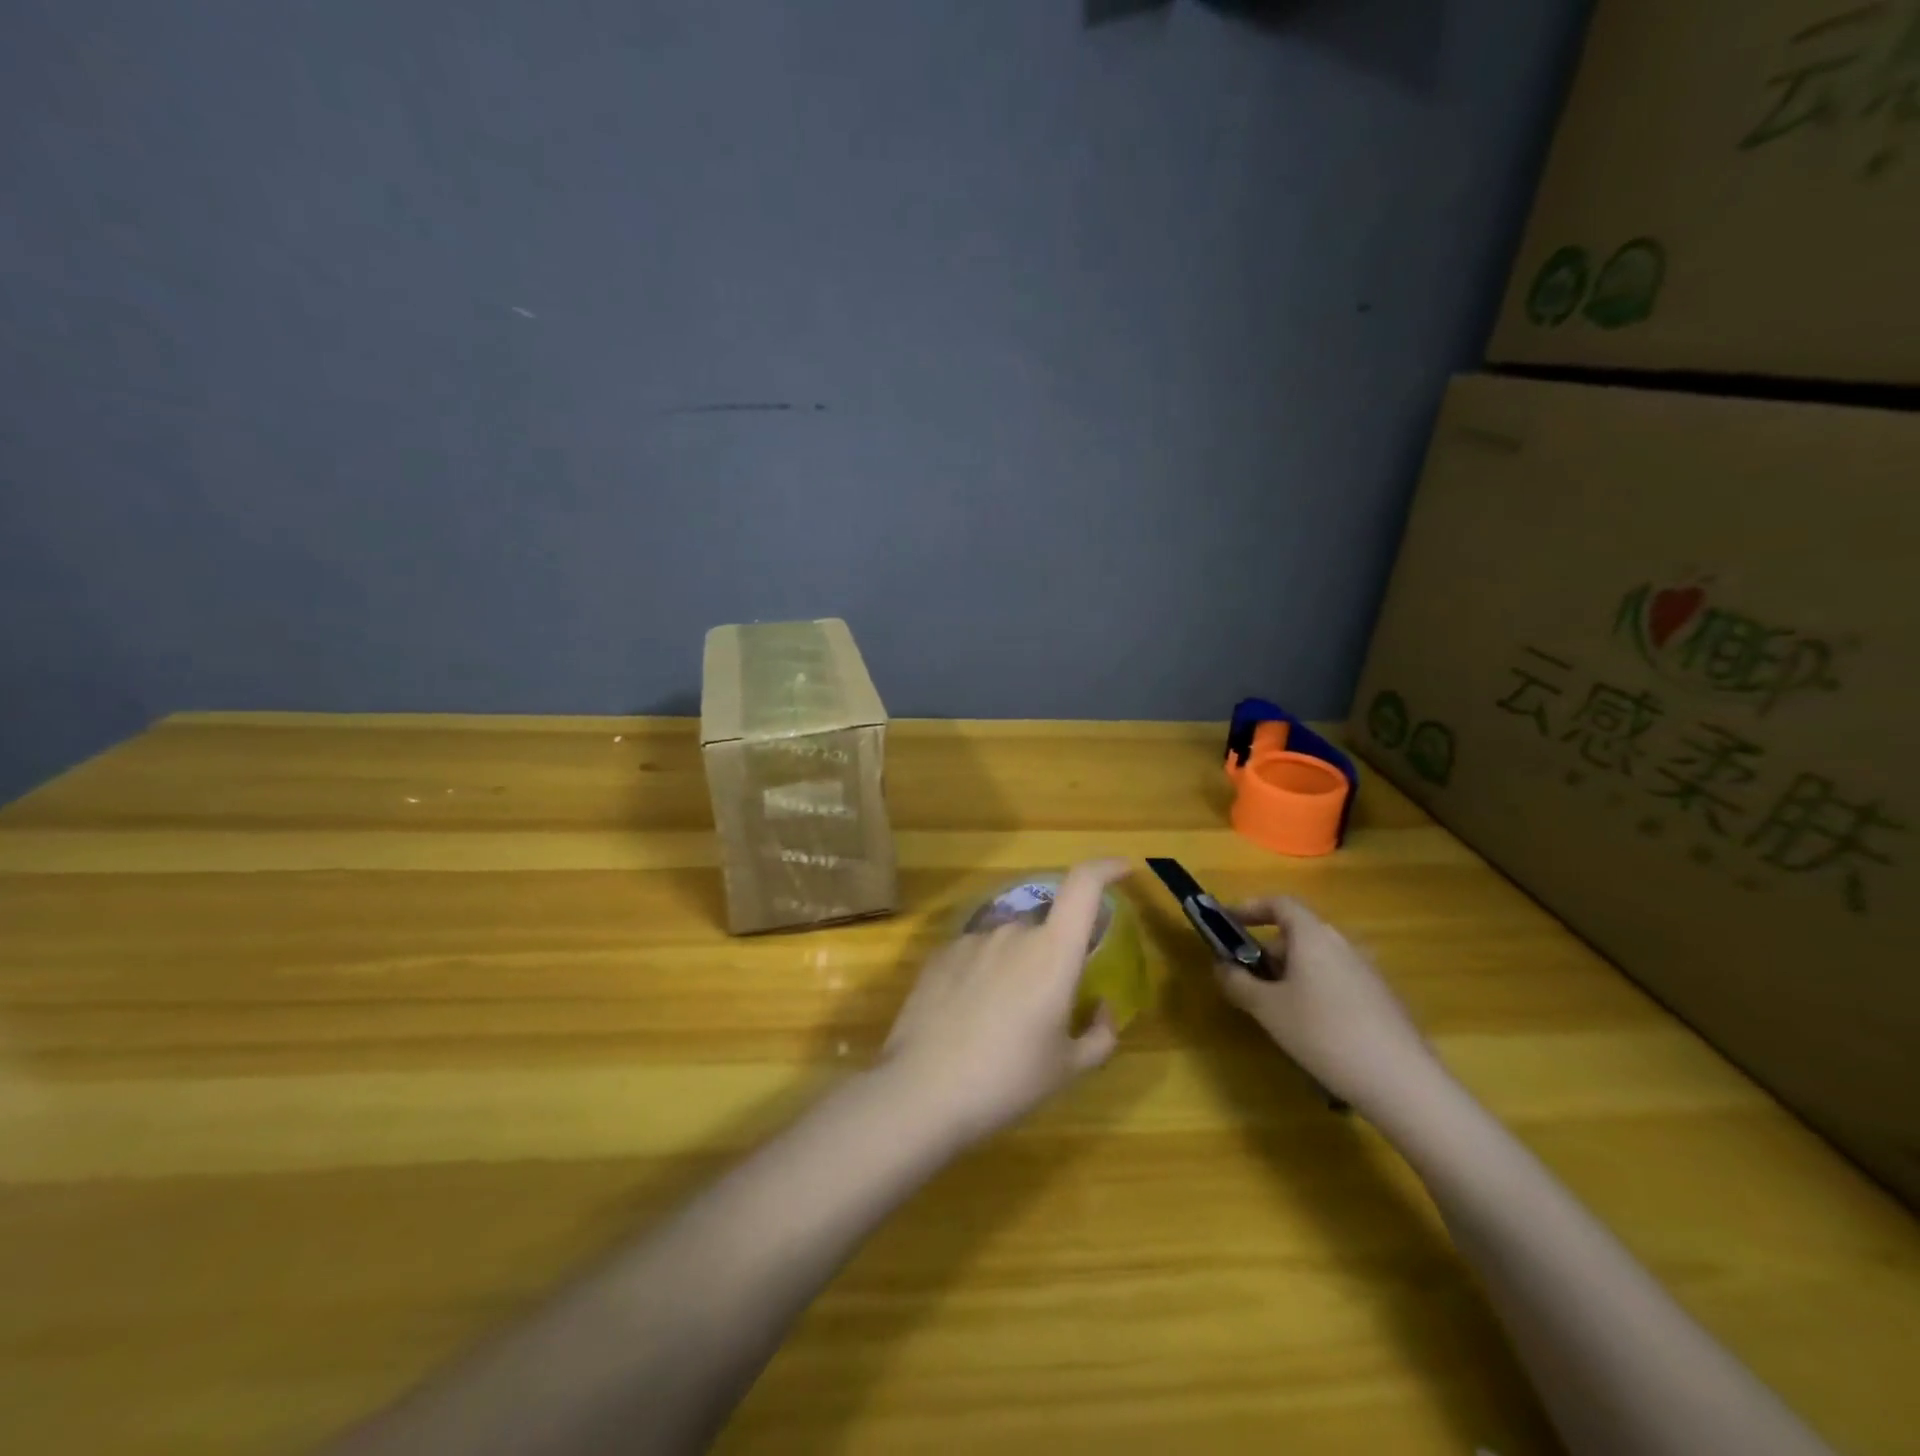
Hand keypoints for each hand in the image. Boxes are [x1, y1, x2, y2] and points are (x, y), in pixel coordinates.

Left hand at [879, 859, 1129, 1145]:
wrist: (922, 1091)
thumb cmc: (1007, 1080)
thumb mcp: (1067, 1069)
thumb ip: (1099, 1035)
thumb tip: (1102, 1010)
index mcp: (1053, 952)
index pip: (1083, 886)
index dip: (1105, 868)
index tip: (1122, 870)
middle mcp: (1013, 932)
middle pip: (1045, 928)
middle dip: (1053, 957)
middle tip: (1048, 1007)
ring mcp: (971, 939)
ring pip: (1008, 944)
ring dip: (1016, 968)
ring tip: (1003, 1022)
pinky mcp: (939, 954)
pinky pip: (975, 954)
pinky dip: (983, 974)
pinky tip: (969, 1017)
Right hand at [1215, 895, 1447, 1118]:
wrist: (1402, 1082)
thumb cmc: (1323, 1034)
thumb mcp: (1267, 1009)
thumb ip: (1238, 982)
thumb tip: (1221, 966)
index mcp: (1313, 936)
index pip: (1280, 903)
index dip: (1251, 908)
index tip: (1228, 923)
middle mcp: (1343, 944)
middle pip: (1298, 934)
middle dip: (1268, 952)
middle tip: (1248, 981)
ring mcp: (1369, 971)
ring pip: (1319, 960)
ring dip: (1292, 975)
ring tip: (1278, 1011)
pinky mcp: (1385, 999)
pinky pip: (1339, 982)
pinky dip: (1317, 992)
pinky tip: (1315, 1032)